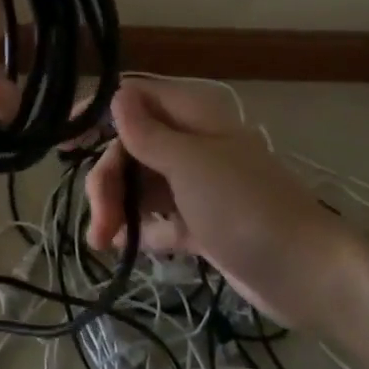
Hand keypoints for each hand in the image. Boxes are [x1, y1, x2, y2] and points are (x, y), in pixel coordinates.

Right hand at [85, 80, 355, 324]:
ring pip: (138, 184)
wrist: (307, 273)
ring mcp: (196, 185)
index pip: (133, 98)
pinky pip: (156, 216)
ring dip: (116, 208)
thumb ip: (147, 132)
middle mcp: (191, 143)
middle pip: (129, 147)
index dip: (95, 112)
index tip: (62, 139)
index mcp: (192, 115)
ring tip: (104, 243)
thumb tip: (114, 94)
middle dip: (106, 179)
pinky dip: (139, 229)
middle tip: (98, 219)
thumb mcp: (189, 164)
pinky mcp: (200, 222)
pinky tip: (124, 248)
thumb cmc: (246, 207)